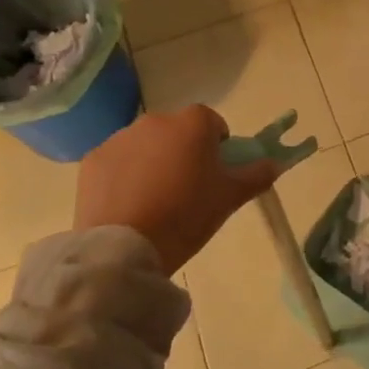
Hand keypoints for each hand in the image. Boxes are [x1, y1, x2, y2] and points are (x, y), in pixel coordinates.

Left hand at [74, 107, 279, 274]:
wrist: (124, 247)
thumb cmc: (186, 216)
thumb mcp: (229, 198)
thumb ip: (256, 175)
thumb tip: (275, 163)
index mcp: (192, 123)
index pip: (212, 123)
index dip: (217, 146)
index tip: (214, 174)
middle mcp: (155, 120)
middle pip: (177, 132)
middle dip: (183, 152)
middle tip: (186, 190)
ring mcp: (120, 137)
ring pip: (146, 145)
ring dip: (152, 162)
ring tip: (154, 202)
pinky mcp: (93, 159)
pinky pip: (117, 162)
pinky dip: (123, 176)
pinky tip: (127, 206)